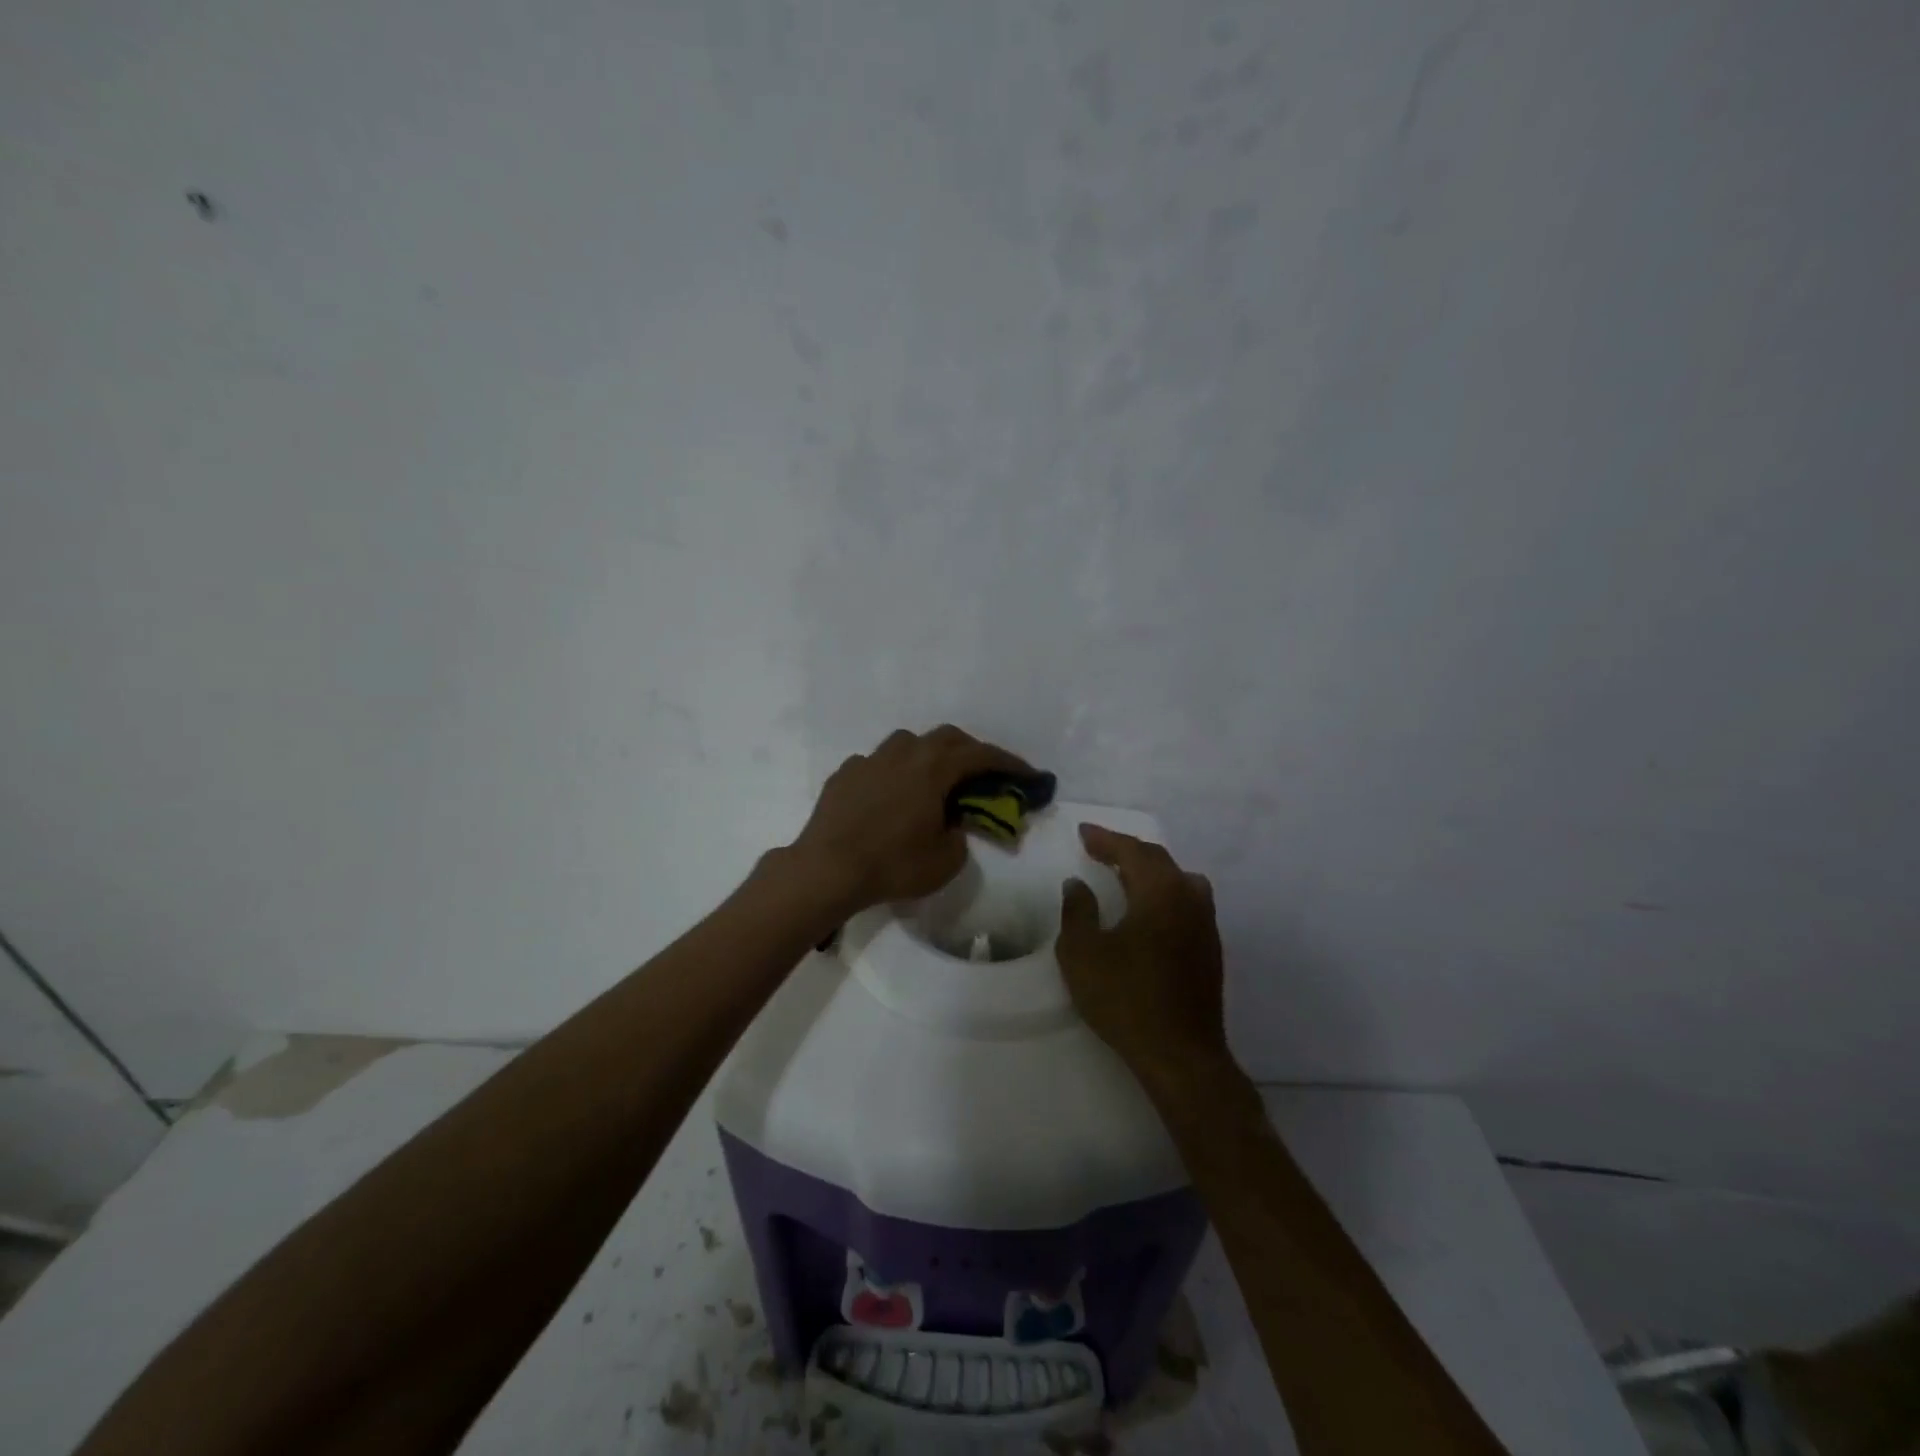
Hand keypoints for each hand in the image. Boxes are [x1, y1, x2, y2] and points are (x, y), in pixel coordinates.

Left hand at [789, 726, 1035, 912]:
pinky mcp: (844, 774)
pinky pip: (877, 763)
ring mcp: (869, 759)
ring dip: (929, 755)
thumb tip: (952, 825)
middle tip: (982, 773)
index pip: (980, 755)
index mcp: (933, 767)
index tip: (1027, 775)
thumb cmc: (893, 864)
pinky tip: (890, 795)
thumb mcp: (945, 861)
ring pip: (907, 743)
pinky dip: (894, 773)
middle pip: (946, 737)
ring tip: (934, 780)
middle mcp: (902, 753)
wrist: (827, 869)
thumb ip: (960, 836)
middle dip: (970, 751)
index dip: (1009, 764)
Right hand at [1058, 825, 1230, 1091]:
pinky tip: (1146, 911)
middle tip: (1098, 848)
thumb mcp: (1083, 953)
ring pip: (1178, 880)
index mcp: (1161, 892)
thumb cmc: (1126, 998)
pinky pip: (1185, 902)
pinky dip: (1162, 894)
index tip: (1083, 832)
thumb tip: (1077, 884)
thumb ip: (1077, 911)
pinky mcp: (1210, 949)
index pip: (1133, 851)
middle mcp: (1190, 898)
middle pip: (1158, 861)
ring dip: (1149, 872)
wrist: (1180, 1055)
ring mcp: (1205, 925)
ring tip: (1124, 876)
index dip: (1106, 839)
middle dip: (1126, 851)